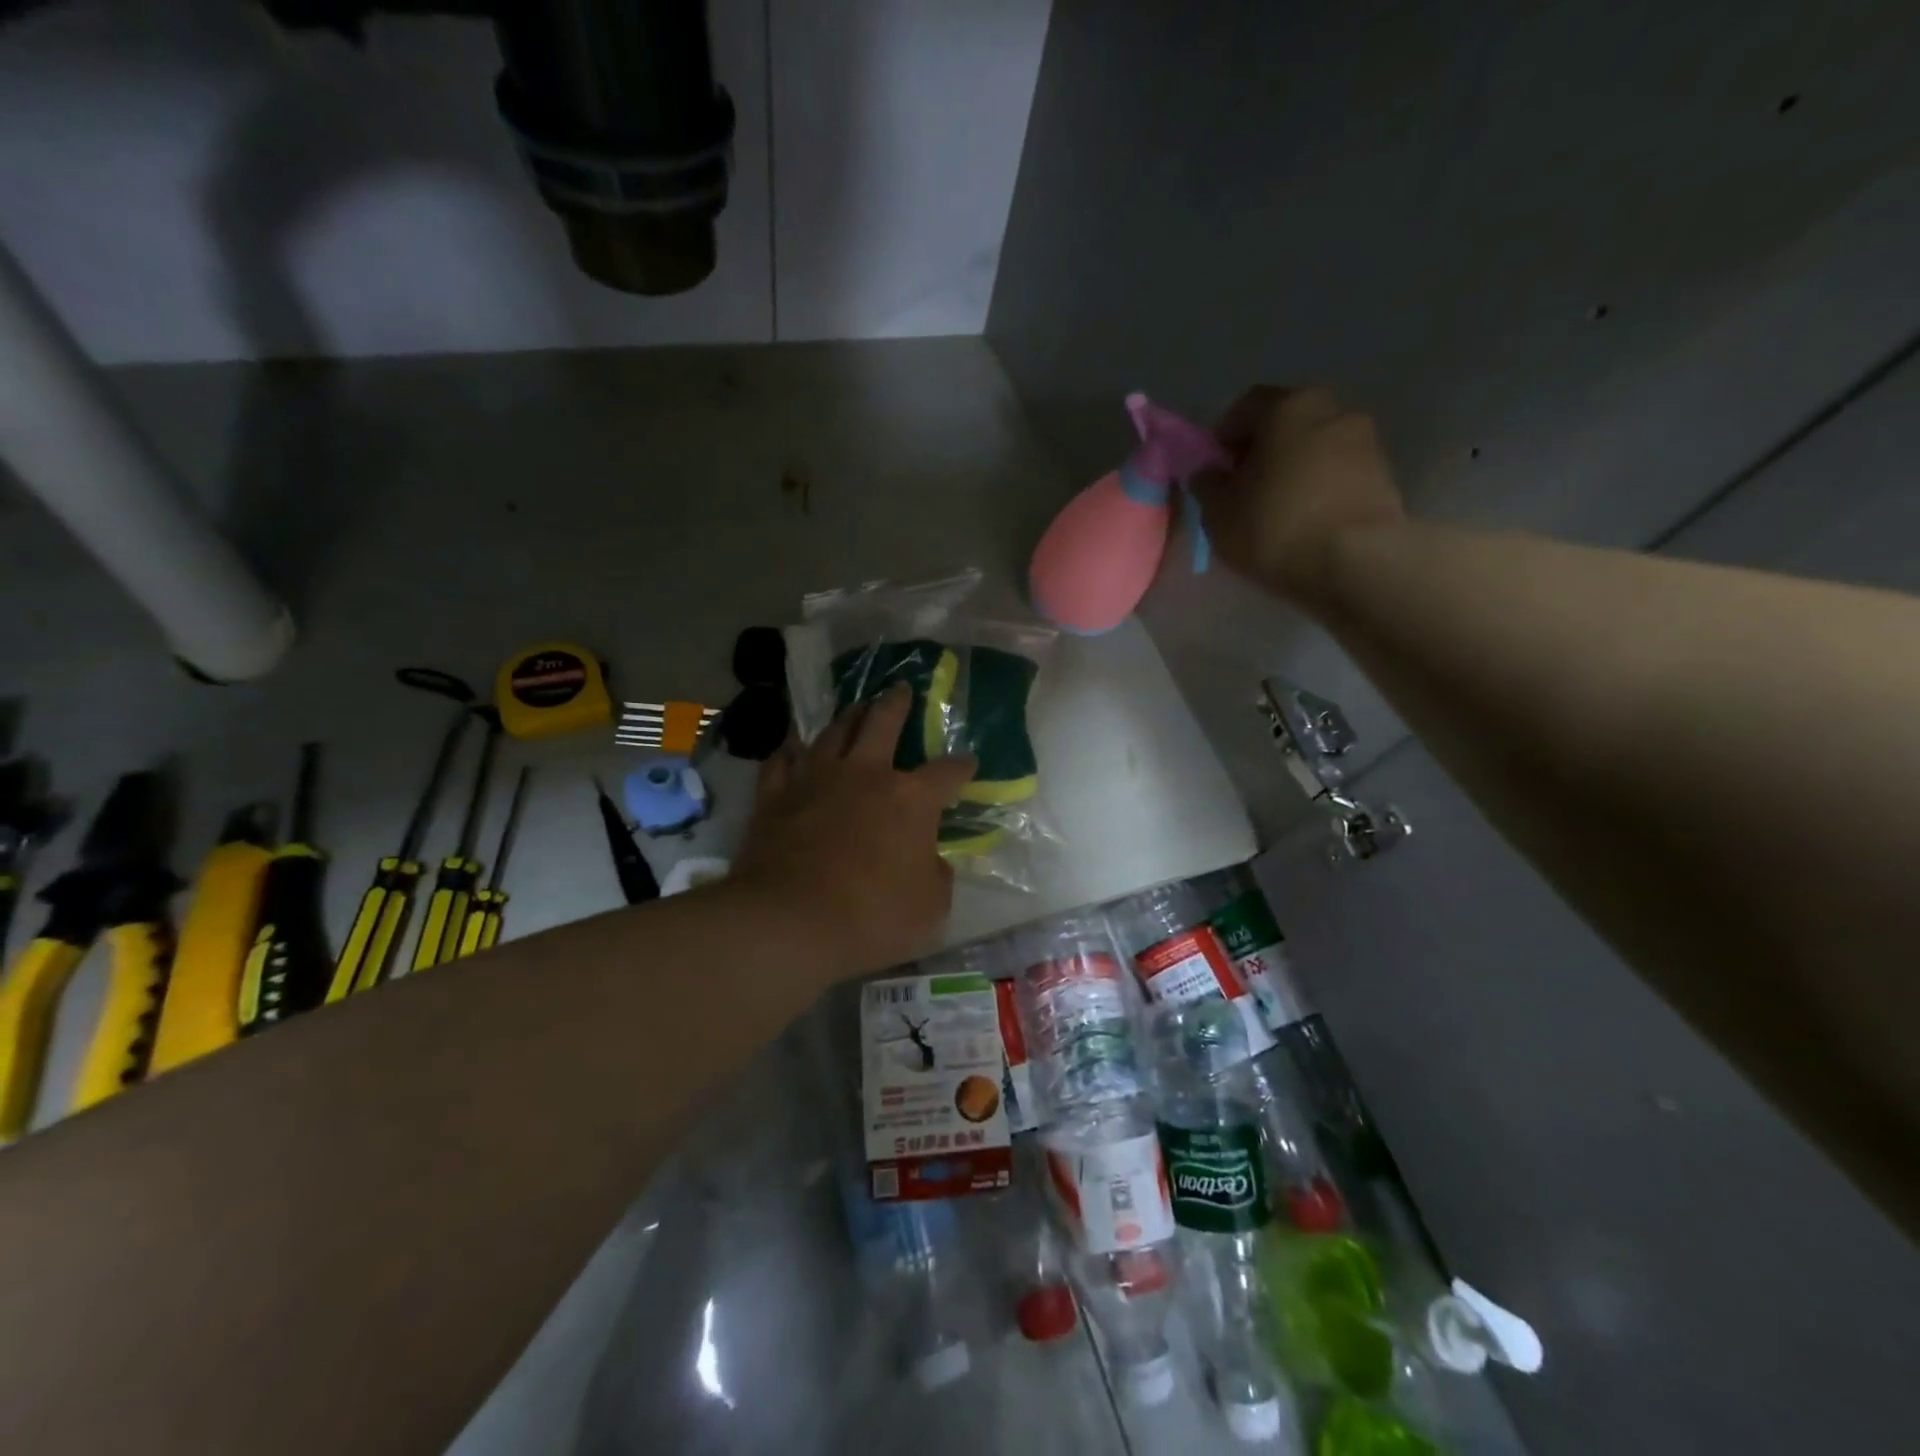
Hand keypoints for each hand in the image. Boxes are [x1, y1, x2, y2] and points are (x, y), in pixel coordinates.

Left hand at [729, 683, 976, 977]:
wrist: (789, 922)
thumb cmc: (871, 918)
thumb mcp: (929, 910)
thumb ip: (937, 878)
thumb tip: (933, 862)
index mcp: (910, 800)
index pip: (946, 772)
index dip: (962, 766)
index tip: (969, 763)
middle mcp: (865, 775)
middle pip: (883, 723)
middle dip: (896, 704)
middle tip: (901, 689)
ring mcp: (816, 779)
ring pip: (833, 732)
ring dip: (848, 716)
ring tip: (855, 708)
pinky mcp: (775, 795)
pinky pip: (781, 761)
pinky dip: (790, 751)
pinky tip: (792, 747)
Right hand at [1193, 386, 1405, 604]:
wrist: (1356, 562)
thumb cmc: (1276, 528)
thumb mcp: (1219, 513)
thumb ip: (1208, 486)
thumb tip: (1208, 473)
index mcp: (1287, 407)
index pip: (1245, 407)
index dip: (1224, 437)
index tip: (1216, 470)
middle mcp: (1332, 410)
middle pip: (1286, 422)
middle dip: (1263, 450)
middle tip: (1245, 488)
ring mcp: (1366, 441)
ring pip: (1315, 447)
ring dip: (1295, 468)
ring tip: (1278, 509)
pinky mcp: (1385, 474)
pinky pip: (1339, 472)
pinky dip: (1320, 487)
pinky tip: (1307, 520)